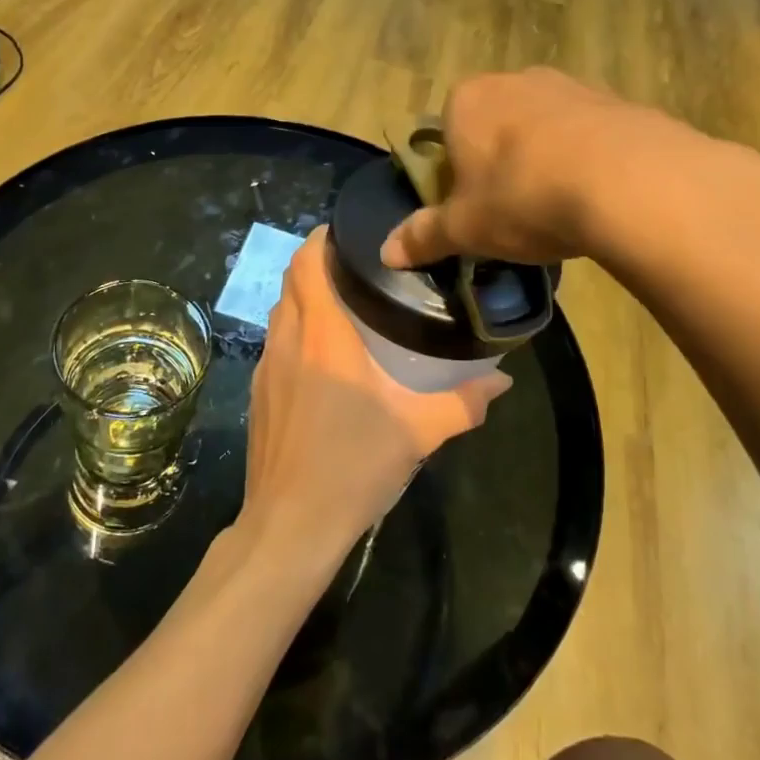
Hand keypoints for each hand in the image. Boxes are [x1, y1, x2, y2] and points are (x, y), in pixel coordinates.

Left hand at [240, 230, 509, 564]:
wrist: (290, 526)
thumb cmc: (353, 466)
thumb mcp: (418, 433)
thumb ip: (463, 402)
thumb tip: (501, 379)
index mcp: (321, 334)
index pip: (307, 262)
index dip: (322, 238)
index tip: (349, 233)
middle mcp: (287, 339)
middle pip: (291, 279)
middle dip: (317, 263)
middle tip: (358, 267)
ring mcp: (266, 366)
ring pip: (280, 310)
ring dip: (304, 297)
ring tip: (343, 304)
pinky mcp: (257, 392)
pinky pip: (275, 342)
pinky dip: (295, 330)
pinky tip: (322, 357)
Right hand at [380, 68, 759, 274]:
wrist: (628, 181)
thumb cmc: (523, 197)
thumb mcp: (466, 228)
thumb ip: (424, 236)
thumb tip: (385, 253)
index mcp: (467, 101)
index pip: (447, 130)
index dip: (456, 170)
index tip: (473, 205)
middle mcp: (515, 80)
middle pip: (495, 124)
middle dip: (500, 160)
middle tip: (514, 208)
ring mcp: (569, 85)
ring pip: (543, 126)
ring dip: (545, 157)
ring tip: (560, 205)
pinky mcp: (617, 100)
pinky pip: (589, 132)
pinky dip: (588, 157)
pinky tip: (598, 195)